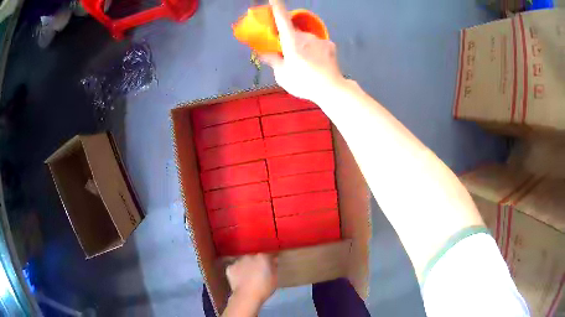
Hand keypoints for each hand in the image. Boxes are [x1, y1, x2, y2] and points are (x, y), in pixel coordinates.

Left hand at [226, 254, 277, 303]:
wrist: (246, 296)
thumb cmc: (264, 288)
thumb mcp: (275, 278)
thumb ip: (274, 268)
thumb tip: (274, 261)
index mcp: (262, 257)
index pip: (267, 256)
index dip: (268, 262)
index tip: (269, 267)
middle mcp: (249, 256)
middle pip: (254, 258)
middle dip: (256, 264)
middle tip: (258, 274)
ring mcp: (238, 261)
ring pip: (243, 262)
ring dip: (246, 267)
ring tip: (247, 278)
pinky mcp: (229, 268)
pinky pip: (235, 268)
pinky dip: (237, 272)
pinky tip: (240, 280)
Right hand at [260, 0, 344, 102]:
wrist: (331, 89)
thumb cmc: (303, 82)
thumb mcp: (282, 74)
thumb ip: (273, 60)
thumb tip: (262, 52)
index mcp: (291, 41)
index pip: (282, 19)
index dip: (277, 7)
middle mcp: (306, 36)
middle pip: (293, 32)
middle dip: (288, 38)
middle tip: (287, 54)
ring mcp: (320, 40)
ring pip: (306, 38)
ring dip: (302, 45)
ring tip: (304, 63)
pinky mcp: (330, 45)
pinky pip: (317, 44)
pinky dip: (314, 49)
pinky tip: (316, 61)